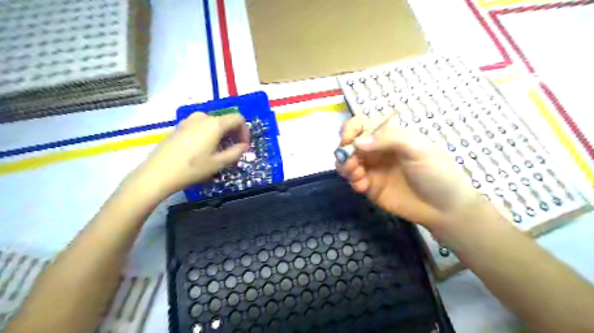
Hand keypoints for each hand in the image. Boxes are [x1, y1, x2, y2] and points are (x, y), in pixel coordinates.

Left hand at [129, 113, 248, 198]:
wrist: (158, 173)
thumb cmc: (192, 168)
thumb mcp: (218, 163)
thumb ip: (236, 152)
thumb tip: (244, 146)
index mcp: (214, 124)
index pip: (238, 119)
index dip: (245, 131)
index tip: (244, 146)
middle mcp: (202, 117)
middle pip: (225, 120)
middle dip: (233, 133)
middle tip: (233, 150)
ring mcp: (188, 121)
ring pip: (212, 123)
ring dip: (221, 134)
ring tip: (219, 150)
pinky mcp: (179, 127)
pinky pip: (200, 126)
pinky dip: (208, 134)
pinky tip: (203, 149)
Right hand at [339, 116, 476, 227]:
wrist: (444, 208)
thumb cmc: (436, 172)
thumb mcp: (417, 149)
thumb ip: (388, 140)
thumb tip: (357, 142)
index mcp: (389, 136)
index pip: (362, 125)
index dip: (350, 129)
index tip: (347, 140)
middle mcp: (377, 150)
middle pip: (349, 144)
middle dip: (344, 151)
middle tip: (351, 163)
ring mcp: (373, 169)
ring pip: (347, 162)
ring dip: (345, 166)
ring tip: (357, 175)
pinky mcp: (370, 187)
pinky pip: (353, 180)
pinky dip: (353, 181)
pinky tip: (363, 186)